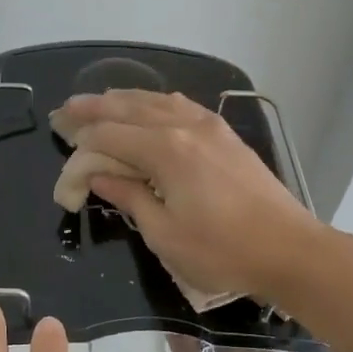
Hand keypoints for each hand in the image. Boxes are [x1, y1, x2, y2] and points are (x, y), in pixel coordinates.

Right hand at [59, 89, 328, 303]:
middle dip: (94, 108)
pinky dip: (156, 103)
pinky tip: (150, 107)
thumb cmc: (222, 251)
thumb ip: (129, 197)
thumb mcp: (165, 234)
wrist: (290, 250)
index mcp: (166, 151)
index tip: (62, 144)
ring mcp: (209, 126)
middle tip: (65, 110)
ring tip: (99, 102)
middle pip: (129, 109)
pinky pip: (181, 106)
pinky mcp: (226, 134)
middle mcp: (185, 127)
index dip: (82, 142)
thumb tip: (99, 176)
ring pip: (156, 101)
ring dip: (124, 100)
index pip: (110, 136)